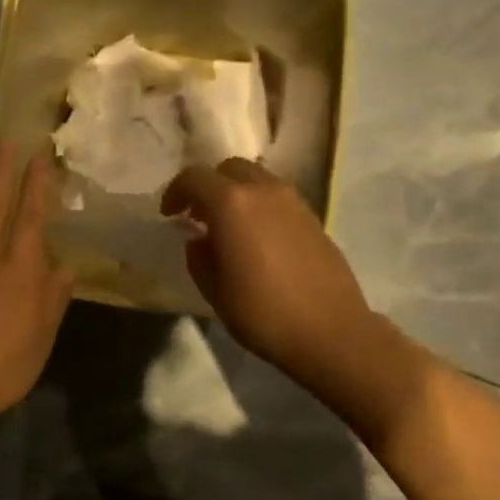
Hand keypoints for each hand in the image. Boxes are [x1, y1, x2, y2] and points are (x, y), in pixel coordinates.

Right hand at [161, 159, 387, 395]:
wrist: (330, 331)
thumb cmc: (263, 313)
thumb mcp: (215, 291)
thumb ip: (199, 257)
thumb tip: (199, 240)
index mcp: (231, 203)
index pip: (194, 177)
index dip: (176, 192)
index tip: (169, 214)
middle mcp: (263, 190)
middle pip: (228, 169)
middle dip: (208, 186)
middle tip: (199, 215)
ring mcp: (293, 200)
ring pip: (257, 178)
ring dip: (237, 193)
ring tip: (229, 226)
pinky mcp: (313, 216)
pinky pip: (277, 196)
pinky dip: (260, 205)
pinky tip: (258, 237)